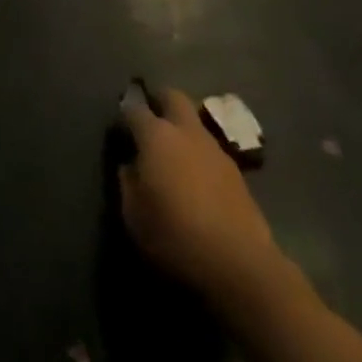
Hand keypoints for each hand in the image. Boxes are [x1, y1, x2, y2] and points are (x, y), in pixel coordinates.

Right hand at [119, 88, 284, 304]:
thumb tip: (130, 166)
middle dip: (159, 101)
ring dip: (182, 129)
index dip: (125, 114)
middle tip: (150, 121)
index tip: (120, 127)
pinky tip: (197, 179)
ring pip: (195, 122)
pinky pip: (210, 150)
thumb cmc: (177, 237)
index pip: (134, 108)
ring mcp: (215, 148)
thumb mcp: (134, 216)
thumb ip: (127, 183)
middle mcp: (186, 131)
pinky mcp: (236, 171)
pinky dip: (199, 155)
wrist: (241, 266)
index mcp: (156, 135)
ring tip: (174, 155)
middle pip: (172, 96)